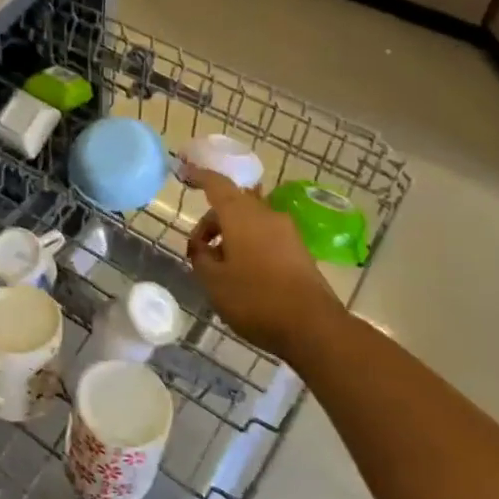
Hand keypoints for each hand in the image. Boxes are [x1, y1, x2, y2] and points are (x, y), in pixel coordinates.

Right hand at [184, 167, 342, 357]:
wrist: (314, 327)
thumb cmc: (255, 299)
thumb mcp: (213, 282)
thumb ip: (200, 257)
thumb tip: (202, 247)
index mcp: (241, 215)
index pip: (216, 183)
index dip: (199, 176)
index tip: (184, 171)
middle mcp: (266, 215)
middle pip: (233, 204)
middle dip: (212, 221)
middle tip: (198, 249)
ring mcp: (287, 232)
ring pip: (250, 221)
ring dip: (230, 235)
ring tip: (219, 266)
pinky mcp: (300, 251)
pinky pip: (265, 237)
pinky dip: (248, 245)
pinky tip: (242, 274)